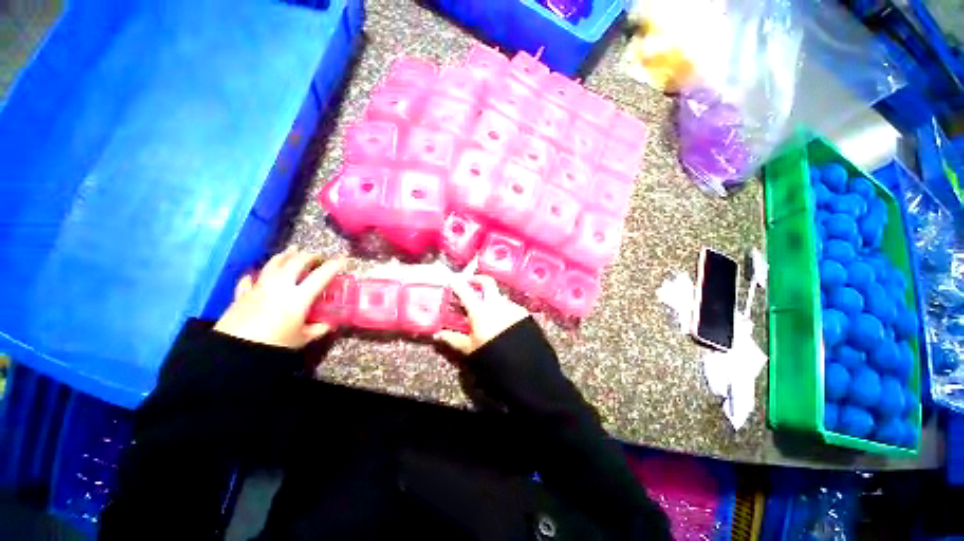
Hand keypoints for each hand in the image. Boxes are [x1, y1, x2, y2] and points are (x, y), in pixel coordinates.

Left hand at [214, 248, 346, 348]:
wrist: (234, 350)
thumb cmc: (274, 343)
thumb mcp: (302, 339)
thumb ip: (318, 329)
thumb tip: (329, 324)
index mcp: (299, 296)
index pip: (321, 276)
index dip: (334, 266)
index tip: (343, 260)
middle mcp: (280, 285)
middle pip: (297, 262)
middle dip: (310, 256)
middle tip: (318, 257)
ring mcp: (259, 287)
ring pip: (274, 263)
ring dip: (286, 255)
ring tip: (293, 250)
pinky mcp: (242, 294)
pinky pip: (249, 279)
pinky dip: (254, 275)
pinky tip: (255, 275)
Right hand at [434, 275, 529, 354]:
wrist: (523, 361)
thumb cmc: (491, 354)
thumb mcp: (470, 348)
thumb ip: (453, 339)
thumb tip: (438, 334)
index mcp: (480, 311)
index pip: (465, 291)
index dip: (457, 284)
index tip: (452, 280)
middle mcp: (496, 303)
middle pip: (487, 282)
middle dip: (478, 279)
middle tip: (472, 283)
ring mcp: (511, 305)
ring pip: (499, 295)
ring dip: (493, 299)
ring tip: (490, 311)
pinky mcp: (523, 312)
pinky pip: (511, 306)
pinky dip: (505, 310)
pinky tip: (504, 321)